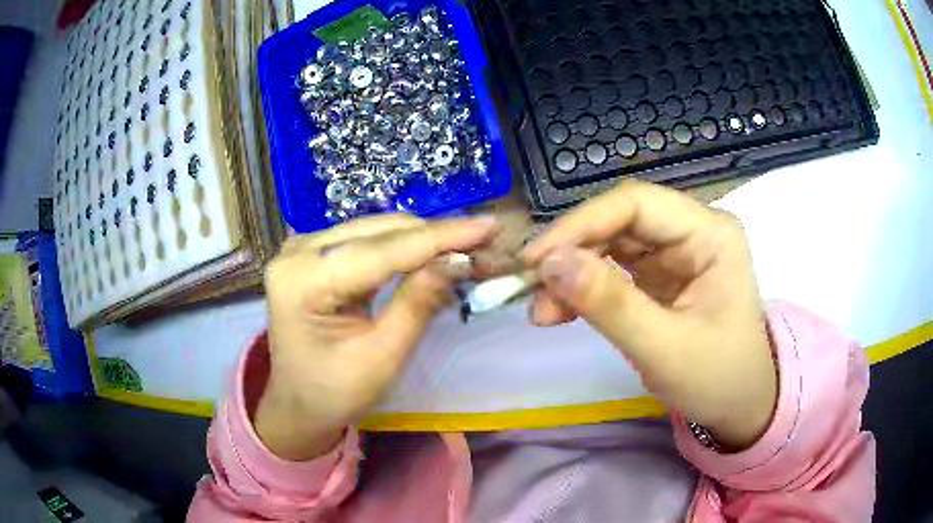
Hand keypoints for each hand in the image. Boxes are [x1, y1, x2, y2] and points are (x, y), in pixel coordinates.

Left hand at [256, 214, 495, 460]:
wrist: (298, 403)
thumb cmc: (334, 392)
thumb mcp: (381, 357)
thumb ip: (417, 304)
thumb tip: (459, 261)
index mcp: (302, 281)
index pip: (381, 250)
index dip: (439, 237)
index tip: (487, 226)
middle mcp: (298, 252)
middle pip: (379, 232)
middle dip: (435, 237)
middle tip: (484, 243)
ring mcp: (303, 249)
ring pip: (376, 231)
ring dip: (422, 240)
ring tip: (465, 248)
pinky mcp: (315, 254)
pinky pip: (367, 242)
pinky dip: (403, 249)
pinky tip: (432, 255)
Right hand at [523, 180, 776, 449]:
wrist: (739, 406)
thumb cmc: (718, 379)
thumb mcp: (665, 349)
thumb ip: (610, 305)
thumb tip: (549, 264)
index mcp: (710, 233)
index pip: (636, 203)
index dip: (581, 224)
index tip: (536, 261)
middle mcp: (692, 231)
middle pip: (619, 221)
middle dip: (572, 254)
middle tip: (533, 292)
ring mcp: (675, 252)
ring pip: (610, 243)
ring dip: (572, 272)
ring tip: (543, 312)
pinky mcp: (660, 275)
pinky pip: (613, 268)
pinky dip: (584, 287)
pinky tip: (561, 310)